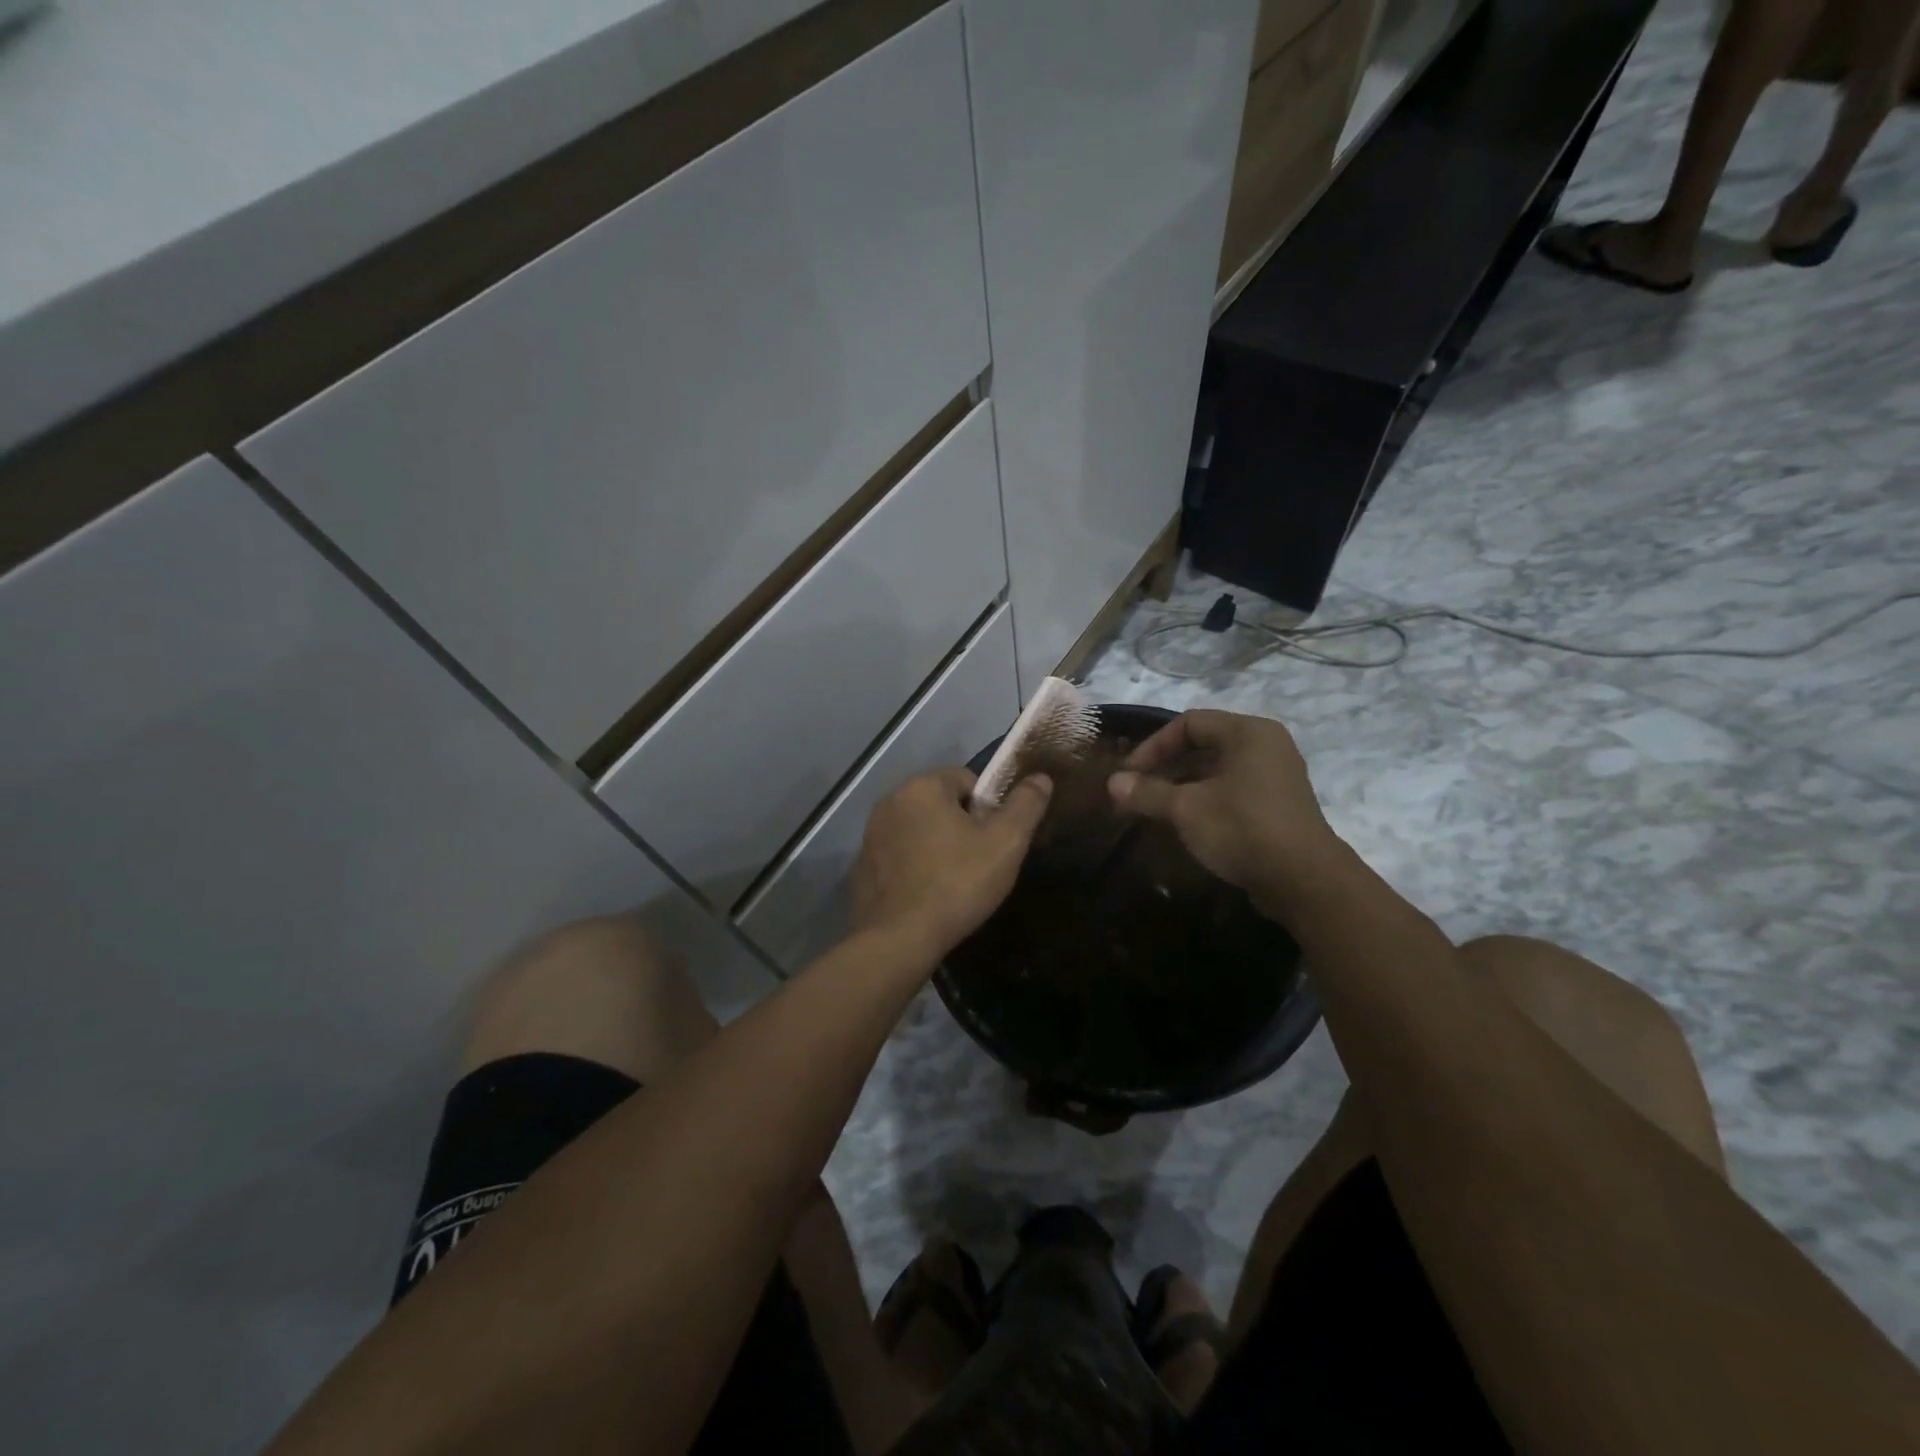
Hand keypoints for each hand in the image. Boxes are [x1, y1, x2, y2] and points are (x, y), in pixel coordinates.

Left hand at [851, 767, 1052, 960]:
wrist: (900, 939)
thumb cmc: (957, 883)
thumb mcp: (1006, 843)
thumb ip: (1026, 805)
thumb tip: (1041, 777)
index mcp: (922, 786)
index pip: (967, 780)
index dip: (988, 809)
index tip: (993, 841)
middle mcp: (890, 800)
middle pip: (941, 803)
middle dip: (961, 825)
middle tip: (978, 863)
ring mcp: (871, 833)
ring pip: (919, 828)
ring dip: (936, 844)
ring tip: (953, 881)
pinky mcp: (862, 864)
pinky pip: (899, 854)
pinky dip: (914, 865)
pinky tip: (926, 893)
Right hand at [1106, 710, 1336, 912]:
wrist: (1304, 880)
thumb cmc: (1242, 829)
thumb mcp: (1186, 809)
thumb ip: (1147, 792)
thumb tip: (1112, 783)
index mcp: (1248, 732)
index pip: (1189, 723)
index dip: (1153, 746)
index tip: (1130, 773)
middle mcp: (1266, 745)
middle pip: (1203, 744)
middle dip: (1165, 767)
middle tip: (1137, 791)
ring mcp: (1276, 775)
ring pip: (1217, 769)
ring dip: (1182, 785)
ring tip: (1154, 808)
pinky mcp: (1278, 804)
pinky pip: (1232, 789)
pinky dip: (1204, 798)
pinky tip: (1185, 822)